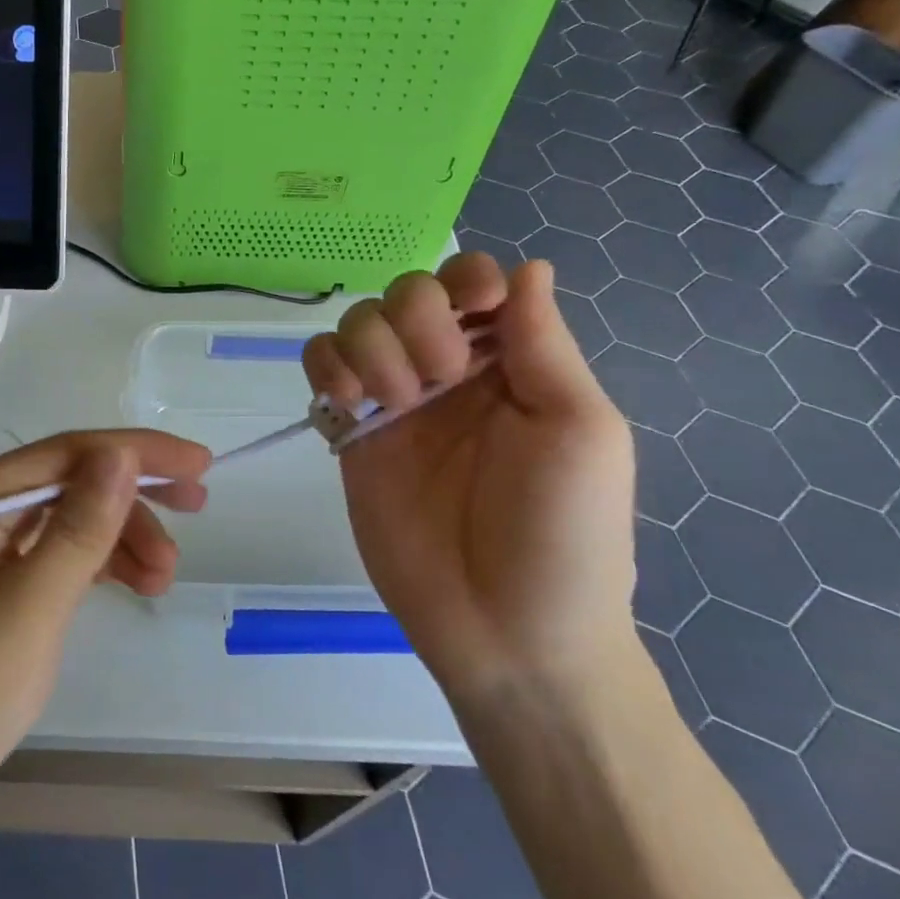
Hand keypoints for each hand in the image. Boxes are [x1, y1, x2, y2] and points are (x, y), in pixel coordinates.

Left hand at [0, 430, 210, 839]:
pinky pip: (54, 551)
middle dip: (135, 493)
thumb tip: (121, 451)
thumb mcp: (29, 609)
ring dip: (120, 537)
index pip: (69, 452)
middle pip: (71, 479)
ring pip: (68, 517)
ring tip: (165, 577)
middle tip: (198, 506)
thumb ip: (80, 527)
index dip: (139, 451)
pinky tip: (133, 582)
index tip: (200, 463)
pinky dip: (96, 563)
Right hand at [303, 255, 635, 706]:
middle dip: (415, 319)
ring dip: (371, 346)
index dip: (464, 280)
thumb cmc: (563, 533)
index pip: (474, 282)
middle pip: (406, 291)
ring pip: (357, 321)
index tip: (472, 315)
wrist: (506, 633)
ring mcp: (394, 399)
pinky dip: (325, 366)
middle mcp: (448, 370)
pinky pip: (320, 366)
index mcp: (510, 361)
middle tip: (438, 377)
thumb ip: (544, 345)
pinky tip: (348, 402)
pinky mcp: (350, 431)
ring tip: (394, 402)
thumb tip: (530, 265)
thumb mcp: (579, 430)